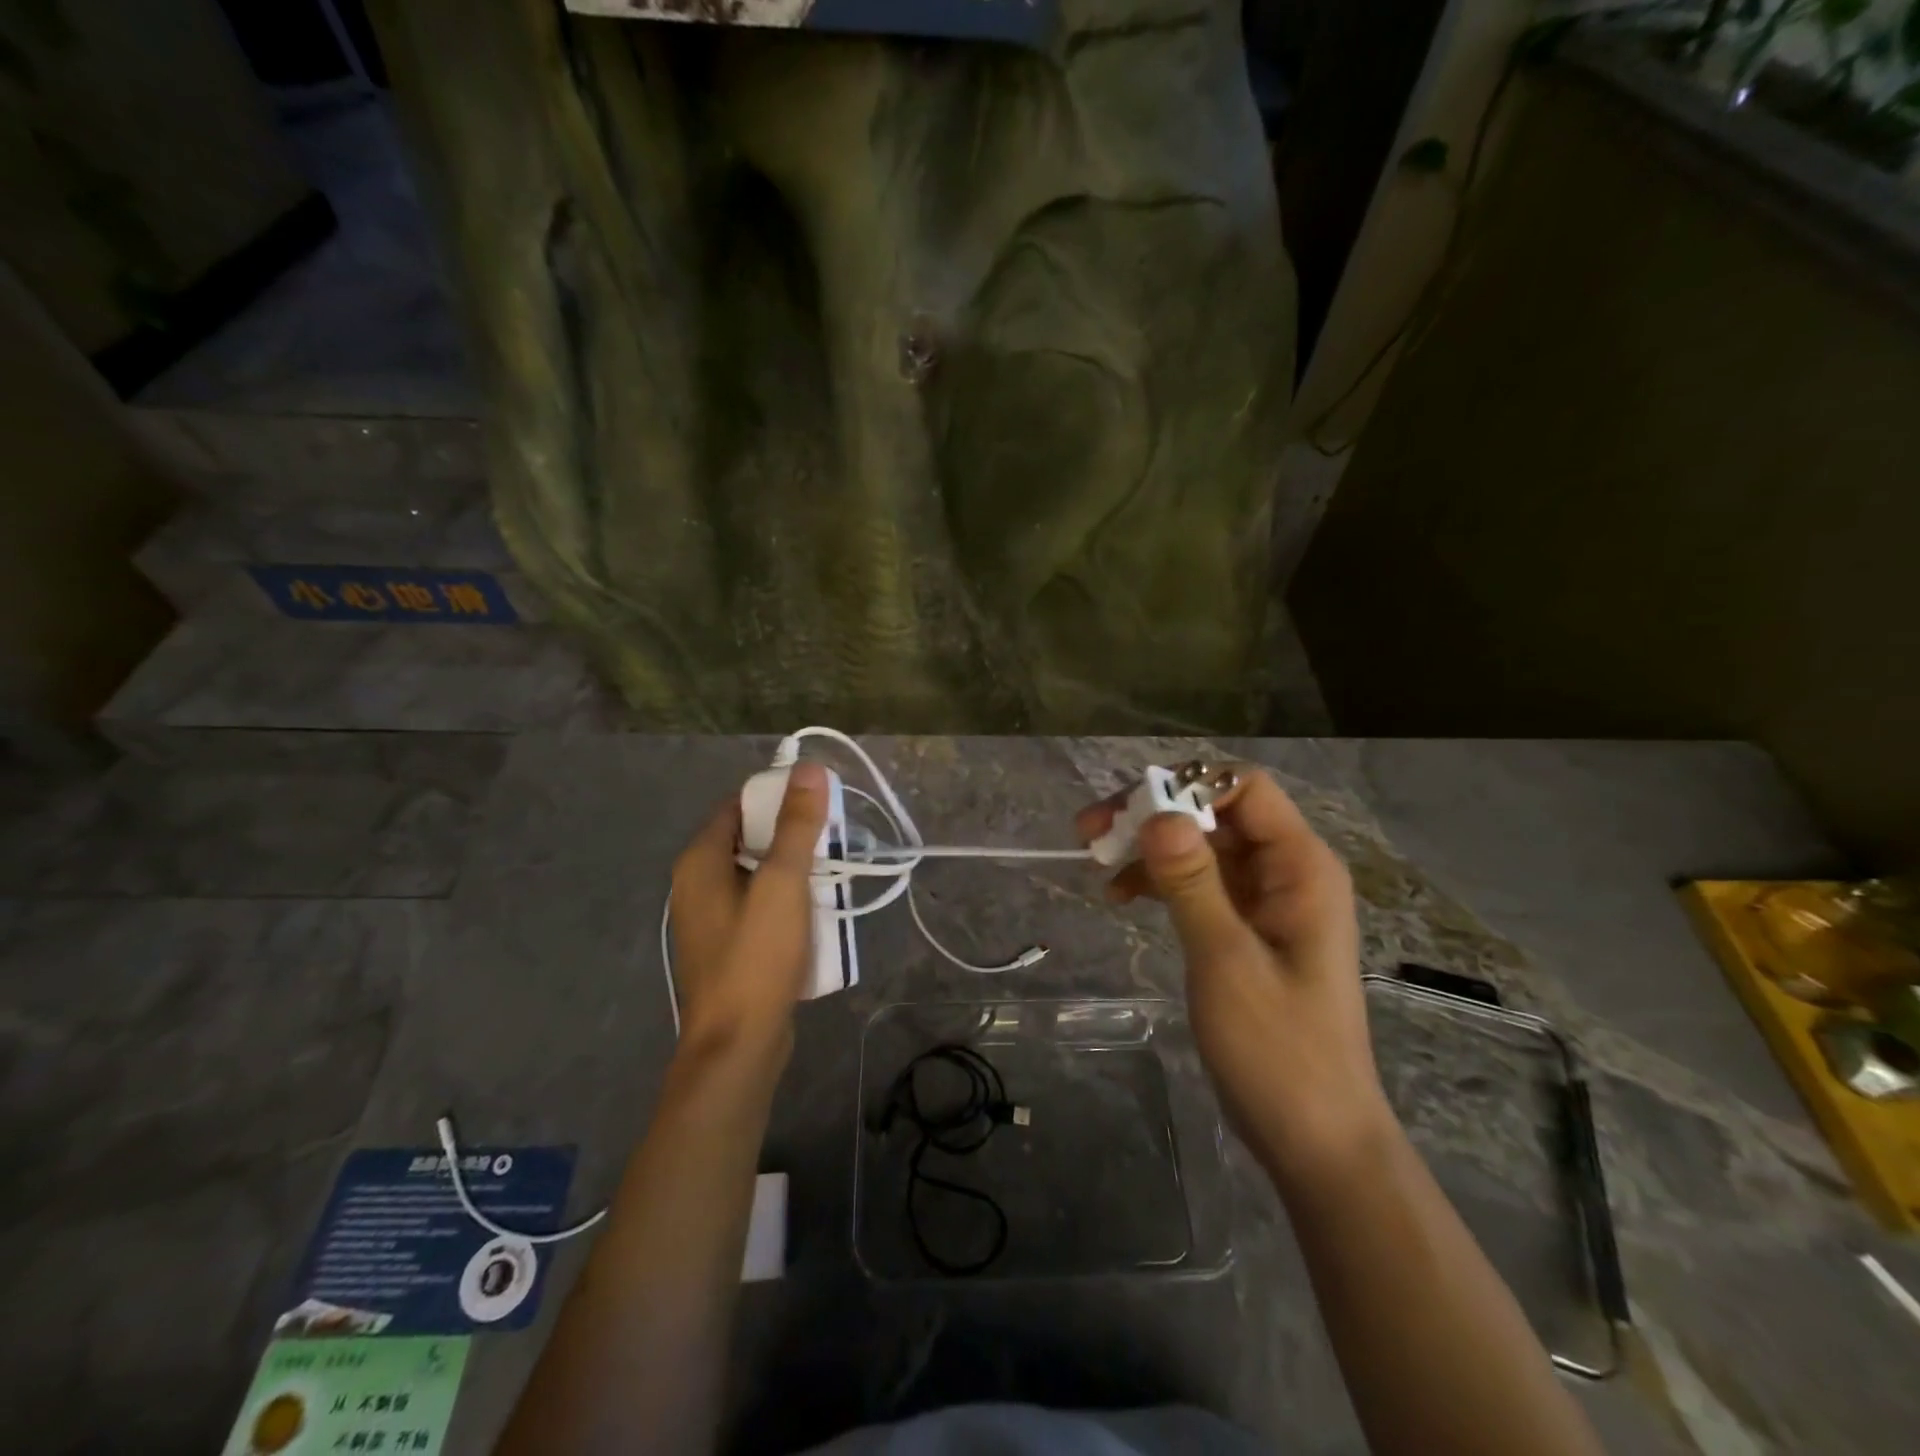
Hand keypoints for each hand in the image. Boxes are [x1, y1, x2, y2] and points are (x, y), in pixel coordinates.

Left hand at [669, 762, 829, 1057]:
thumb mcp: (783, 884)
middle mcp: (697, 883)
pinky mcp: (728, 946)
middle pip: (750, 839)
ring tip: (834, 874)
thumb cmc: (756, 957)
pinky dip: (787, 902)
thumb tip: (808, 768)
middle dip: (793, 837)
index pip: (740, 805)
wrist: (737, 1045)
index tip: (821, 804)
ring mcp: (711, 918)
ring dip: (795, 871)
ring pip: (759, 875)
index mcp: (700, 860)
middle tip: (835, 840)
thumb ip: (796, 825)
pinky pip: (760, 907)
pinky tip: (816, 914)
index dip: (780, 798)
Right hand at [1077, 769, 1391, 1182]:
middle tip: (1091, 830)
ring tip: (1095, 858)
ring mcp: (1267, 899)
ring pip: (1202, 846)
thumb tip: (1155, 812)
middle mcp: (1287, 870)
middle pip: (1216, 812)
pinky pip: (1200, 882)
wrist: (1314, 1138)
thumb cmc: (1278, 1050)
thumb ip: (1191, 881)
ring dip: (1150, 846)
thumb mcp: (1226, 960)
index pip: (1244, 789)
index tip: (1127, 809)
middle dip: (1154, 813)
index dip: (1185, 785)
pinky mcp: (1247, 927)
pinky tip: (1120, 894)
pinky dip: (1160, 880)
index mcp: (1301, 866)